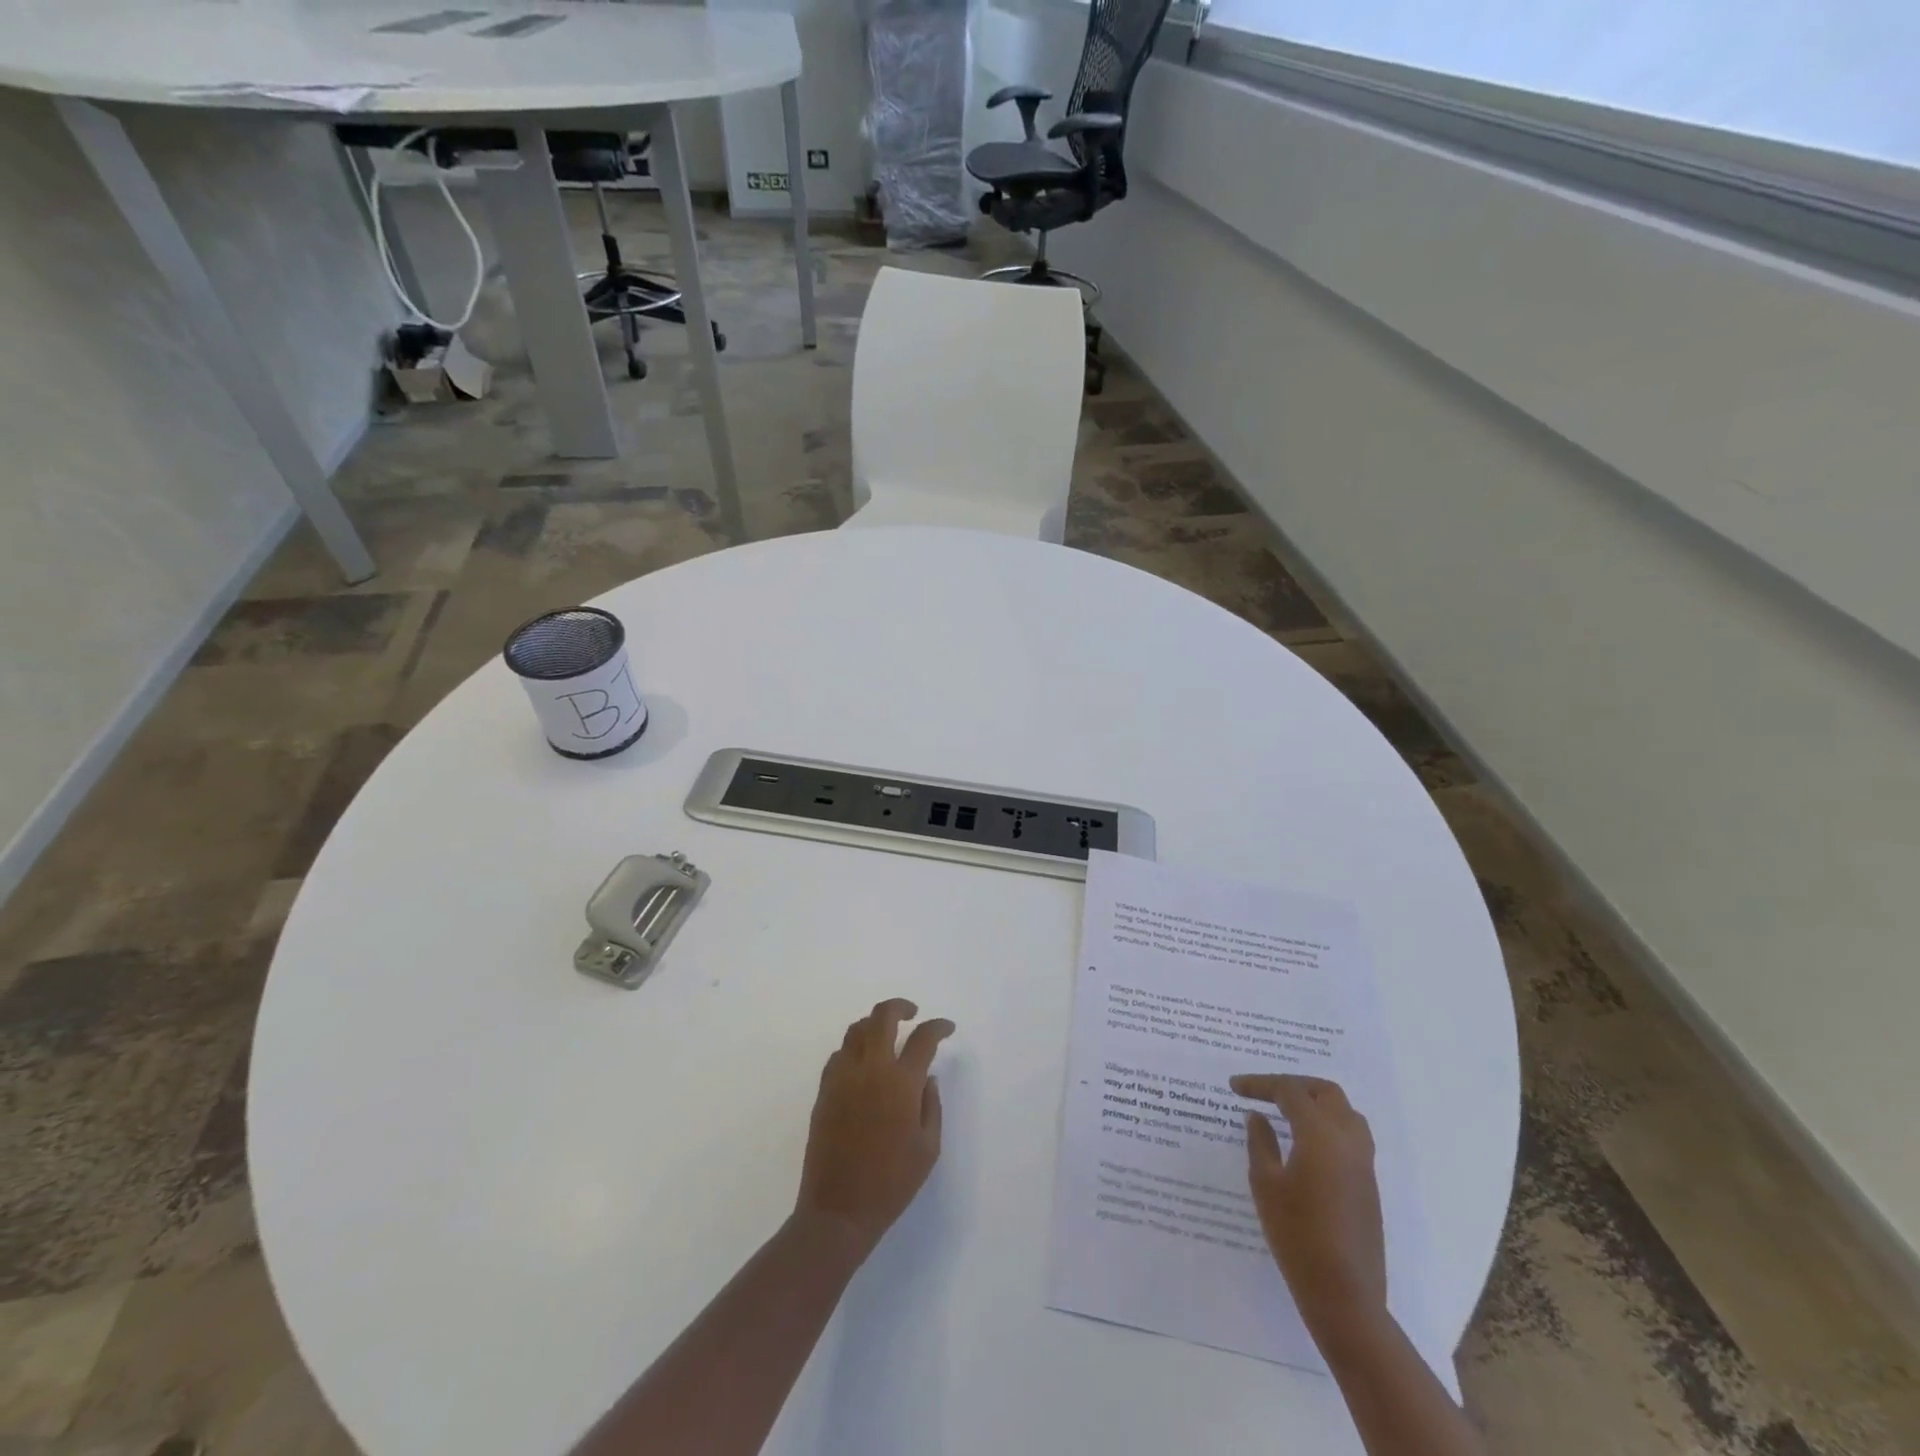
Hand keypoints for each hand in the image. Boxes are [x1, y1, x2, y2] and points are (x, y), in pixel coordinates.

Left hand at [796, 999, 953, 1257]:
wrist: (838, 1211)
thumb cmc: (892, 1183)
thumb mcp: (929, 1148)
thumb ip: (931, 1105)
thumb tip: (926, 1078)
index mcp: (901, 1083)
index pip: (923, 1038)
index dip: (938, 1027)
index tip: (947, 1027)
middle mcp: (871, 1069)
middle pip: (882, 1017)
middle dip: (900, 1007)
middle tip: (913, 1013)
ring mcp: (843, 1077)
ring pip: (856, 1030)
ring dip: (874, 1024)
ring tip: (886, 1034)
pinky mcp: (824, 1091)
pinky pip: (839, 1055)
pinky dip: (854, 1049)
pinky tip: (863, 1064)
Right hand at [1230, 1073, 1386, 1337]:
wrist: (1345, 1295)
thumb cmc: (1296, 1235)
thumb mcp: (1266, 1184)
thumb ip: (1261, 1143)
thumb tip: (1258, 1117)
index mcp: (1321, 1135)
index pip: (1290, 1092)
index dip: (1260, 1084)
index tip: (1235, 1087)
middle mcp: (1348, 1141)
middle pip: (1326, 1093)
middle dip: (1295, 1085)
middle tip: (1266, 1092)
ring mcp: (1364, 1164)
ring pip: (1346, 1113)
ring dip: (1317, 1104)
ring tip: (1288, 1112)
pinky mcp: (1369, 1186)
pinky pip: (1352, 1137)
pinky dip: (1328, 1126)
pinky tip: (1306, 1143)